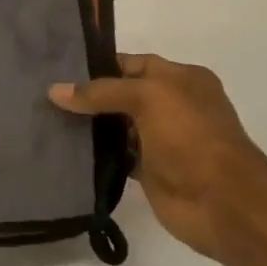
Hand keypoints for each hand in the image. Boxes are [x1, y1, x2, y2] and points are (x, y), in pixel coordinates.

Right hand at [50, 53, 266, 259]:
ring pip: (117, 128)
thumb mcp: (149, 98)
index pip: (132, 64)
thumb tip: (55, 90)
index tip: (58, 70)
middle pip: (122, 95)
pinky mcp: (150, 171)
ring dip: (89, 127)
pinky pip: (117, 157)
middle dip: (88, 96)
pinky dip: (96, 156)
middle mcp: (172, 106)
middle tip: (45, 97)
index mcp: (181, 79)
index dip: (98, 66)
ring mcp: (161, 140)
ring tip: (47, 121)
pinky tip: (67, 153)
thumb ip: (102, 92)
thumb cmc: (190, 136)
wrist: (222, 201)